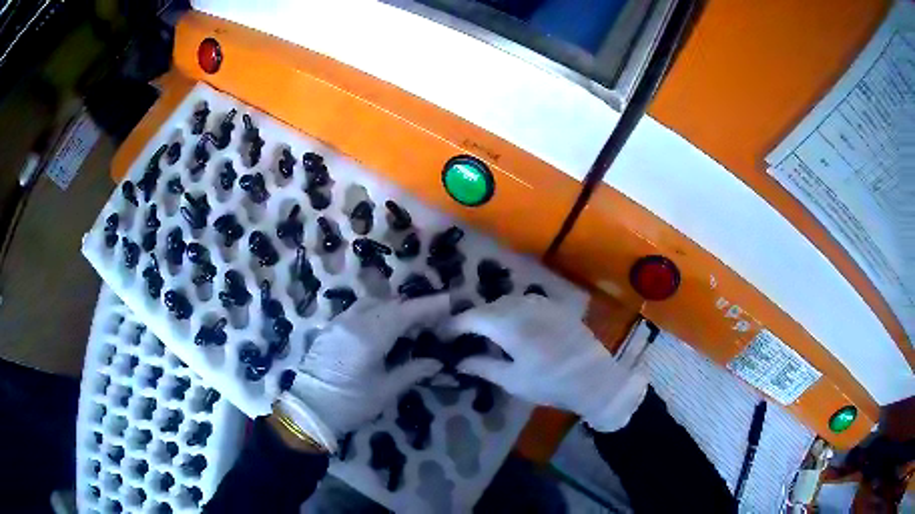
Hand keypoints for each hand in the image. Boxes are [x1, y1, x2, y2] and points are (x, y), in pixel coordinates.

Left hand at [277, 295, 449, 450]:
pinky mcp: (330, 328)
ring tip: (410, 324)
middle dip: (414, 307)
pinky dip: (377, 313)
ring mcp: (339, 323)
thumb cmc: (350, 404)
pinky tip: (384, 329)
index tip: (450, 302)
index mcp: (369, 336)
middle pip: (390, 304)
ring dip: (394, 308)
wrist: (308, 409)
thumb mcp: (385, 390)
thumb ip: (412, 371)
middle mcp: (353, 322)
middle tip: (434, 318)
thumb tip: (436, 362)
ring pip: (372, 304)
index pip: (405, 312)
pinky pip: (358, 311)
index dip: (429, 306)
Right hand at [440, 295, 647, 431]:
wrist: (594, 378)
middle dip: (474, 319)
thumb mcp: (512, 380)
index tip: (445, 335)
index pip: (472, 317)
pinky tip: (514, 327)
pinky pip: (525, 303)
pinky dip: (512, 311)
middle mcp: (523, 306)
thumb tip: (459, 362)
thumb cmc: (550, 383)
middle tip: (464, 336)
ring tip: (487, 332)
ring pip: (507, 302)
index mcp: (508, 324)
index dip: (455, 325)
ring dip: (493, 314)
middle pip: (489, 307)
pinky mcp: (555, 307)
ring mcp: (541, 304)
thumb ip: (482, 367)